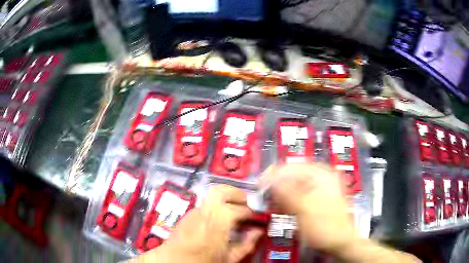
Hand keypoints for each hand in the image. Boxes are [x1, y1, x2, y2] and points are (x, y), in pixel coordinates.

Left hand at [140, 184, 262, 262]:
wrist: (176, 261)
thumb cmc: (204, 260)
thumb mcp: (229, 257)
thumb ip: (246, 244)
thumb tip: (257, 231)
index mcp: (219, 221)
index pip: (241, 210)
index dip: (252, 213)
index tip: (255, 218)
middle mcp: (206, 210)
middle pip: (222, 190)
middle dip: (237, 193)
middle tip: (245, 203)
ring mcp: (195, 210)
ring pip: (212, 194)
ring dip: (226, 197)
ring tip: (233, 207)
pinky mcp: (189, 213)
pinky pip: (205, 203)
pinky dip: (215, 204)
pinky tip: (219, 217)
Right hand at [259, 163, 356, 252]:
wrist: (340, 242)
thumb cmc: (326, 226)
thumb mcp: (305, 209)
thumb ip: (286, 192)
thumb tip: (269, 178)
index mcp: (322, 175)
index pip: (293, 167)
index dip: (274, 174)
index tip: (260, 184)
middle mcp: (321, 178)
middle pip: (293, 176)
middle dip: (277, 186)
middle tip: (265, 196)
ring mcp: (319, 189)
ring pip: (294, 186)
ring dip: (281, 194)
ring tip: (272, 204)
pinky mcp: (315, 199)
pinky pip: (298, 195)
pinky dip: (288, 201)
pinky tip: (282, 208)